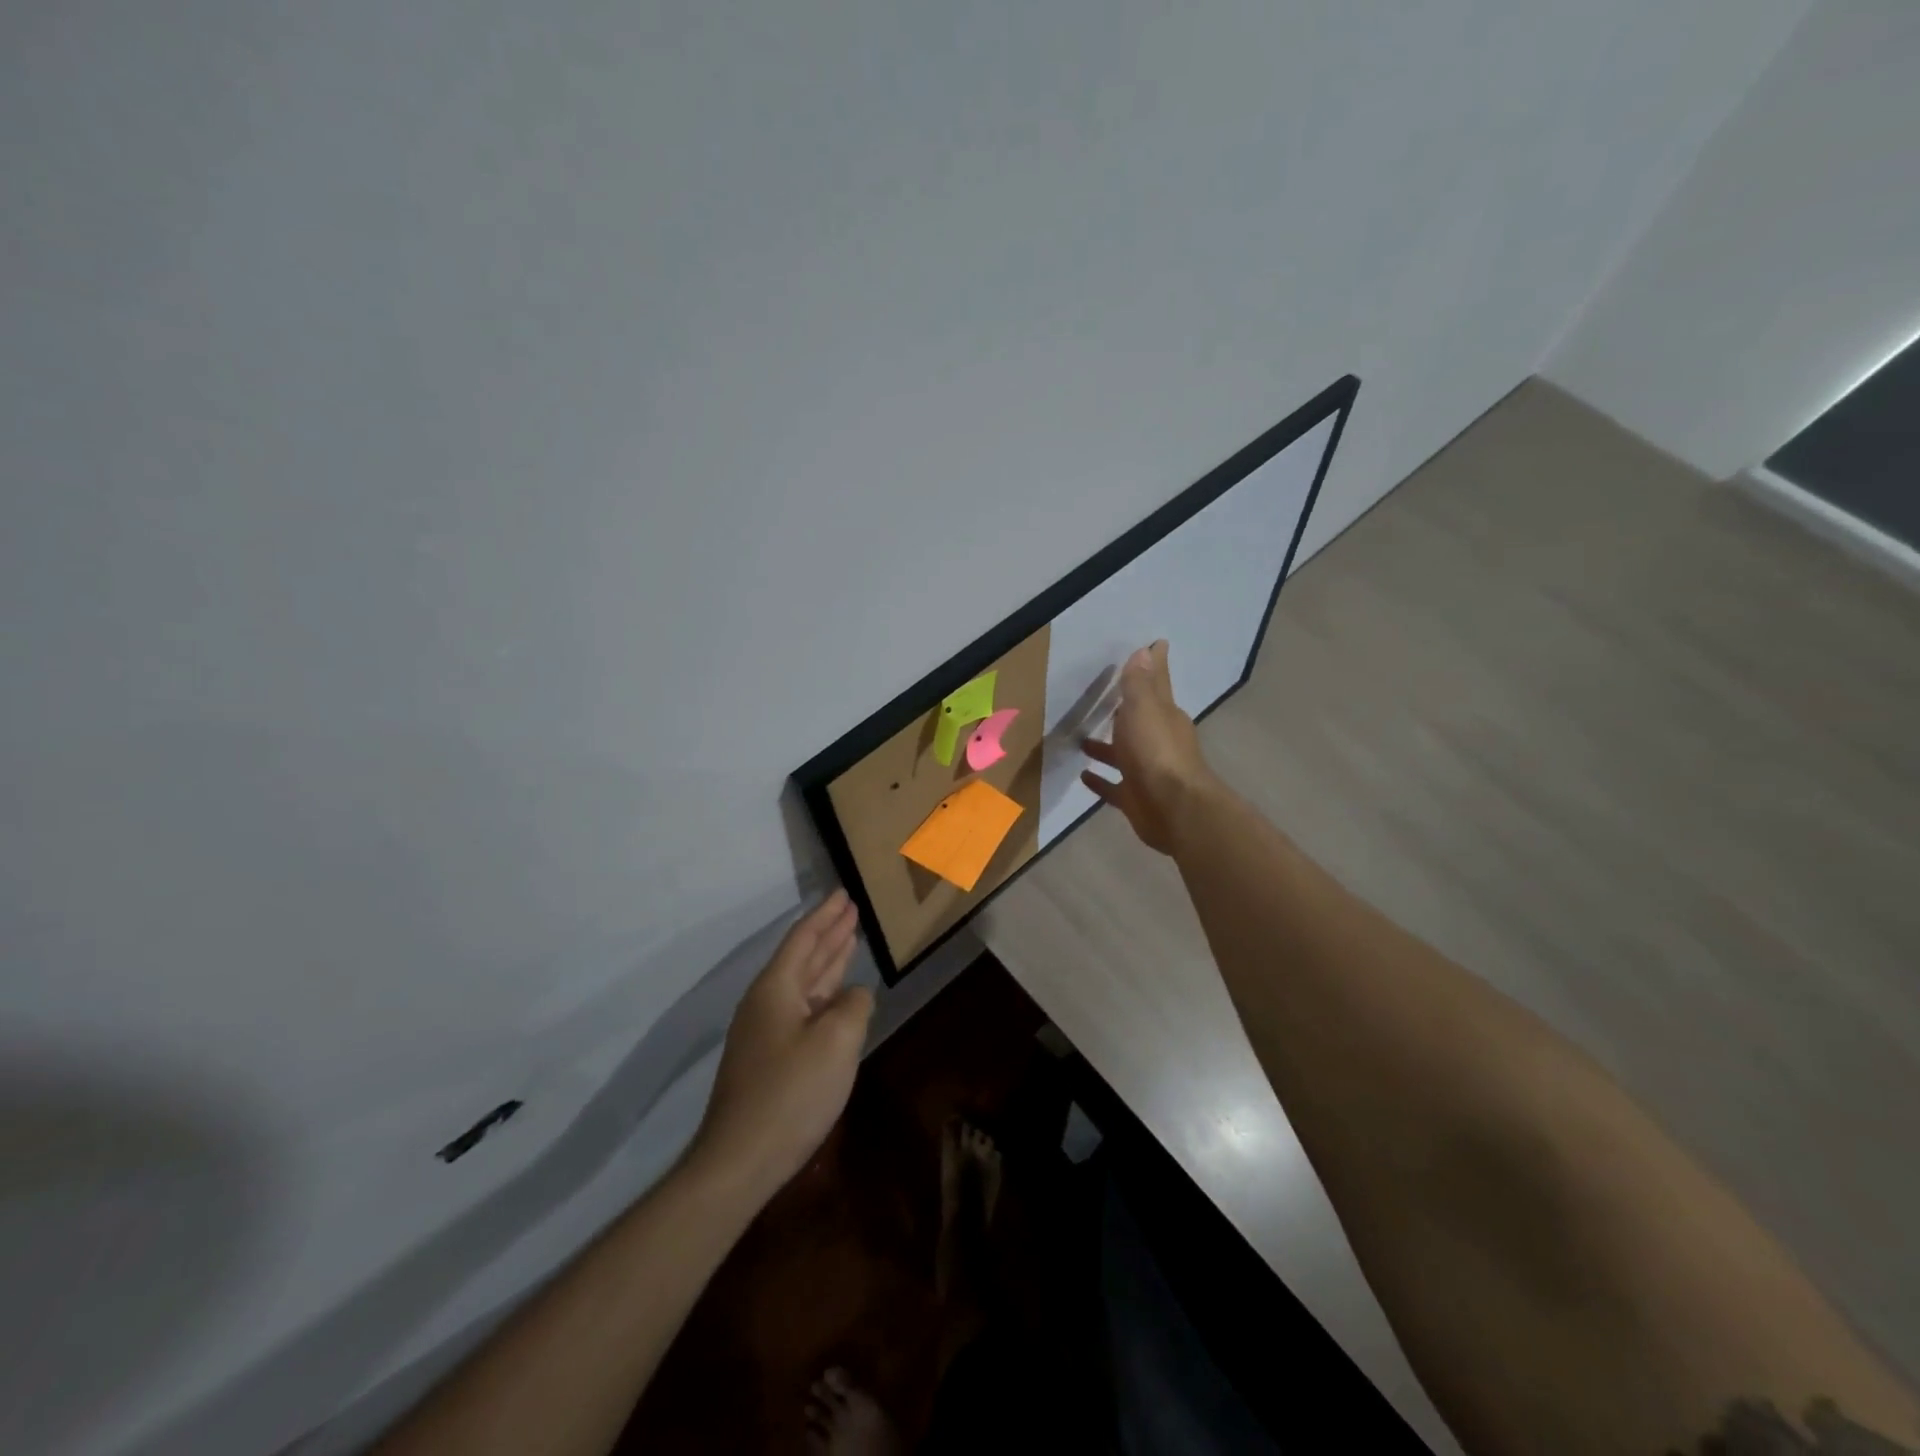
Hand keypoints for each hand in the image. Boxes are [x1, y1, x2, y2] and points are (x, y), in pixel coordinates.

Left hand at [689, 890, 873, 1200]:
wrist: (739, 1161)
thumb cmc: (791, 1093)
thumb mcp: (837, 1041)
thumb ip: (854, 1006)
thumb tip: (855, 996)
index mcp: (776, 989)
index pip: (804, 939)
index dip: (826, 915)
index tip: (844, 894)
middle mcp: (766, 1003)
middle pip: (802, 958)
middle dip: (828, 933)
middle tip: (851, 910)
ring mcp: (764, 1033)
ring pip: (803, 985)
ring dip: (827, 962)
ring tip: (848, 940)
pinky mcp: (769, 1060)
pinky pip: (802, 1010)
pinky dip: (823, 995)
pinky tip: (837, 999)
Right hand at [1080, 640, 1215, 853]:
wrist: (1172, 809)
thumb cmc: (1157, 752)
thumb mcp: (1145, 709)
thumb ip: (1140, 683)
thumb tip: (1147, 650)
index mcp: (1164, 717)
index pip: (1157, 684)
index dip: (1154, 665)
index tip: (1155, 644)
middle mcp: (1158, 742)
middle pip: (1139, 720)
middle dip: (1125, 709)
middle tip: (1104, 696)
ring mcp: (1146, 772)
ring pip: (1123, 754)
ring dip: (1105, 747)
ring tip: (1080, 739)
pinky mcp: (1135, 799)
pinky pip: (1114, 787)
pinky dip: (1100, 781)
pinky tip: (1083, 776)